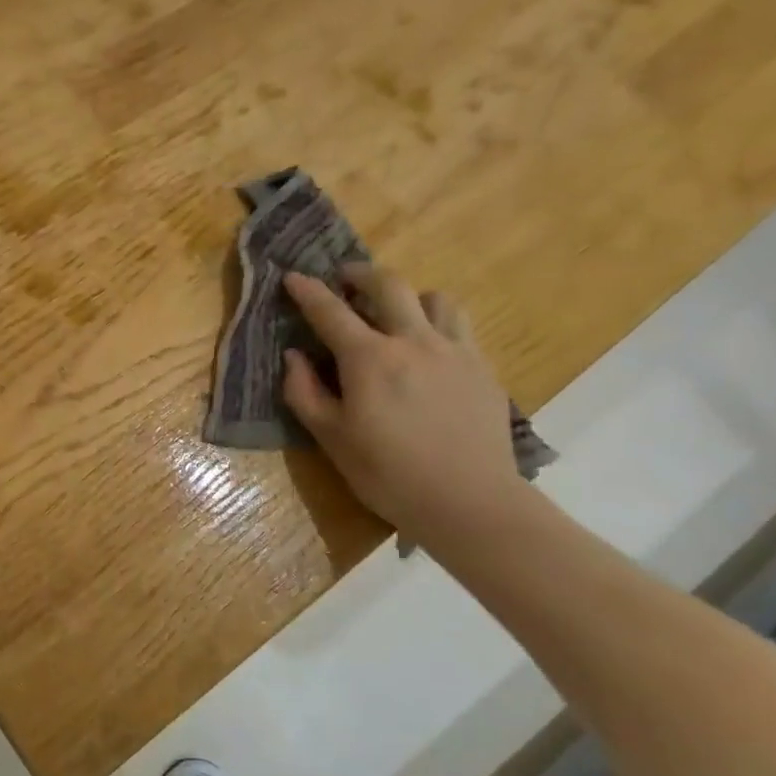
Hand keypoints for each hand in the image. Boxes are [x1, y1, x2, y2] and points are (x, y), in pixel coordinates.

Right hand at [281, 267, 523, 540]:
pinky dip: (437, 324)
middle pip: (388, 285)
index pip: (331, 311)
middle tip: (345, 278)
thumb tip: (293, 356)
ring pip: (435, 298)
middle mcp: (414, 341)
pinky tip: (430, 351)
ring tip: (398, 313)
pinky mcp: (482, 369)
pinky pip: (459, 328)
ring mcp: (455, 351)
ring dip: (409, 296)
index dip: (307, 290)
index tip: (293, 276)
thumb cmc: (388, 474)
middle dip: (361, 273)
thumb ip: (304, 392)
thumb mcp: (331, 438)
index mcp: (370, 358)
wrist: (468, 501)